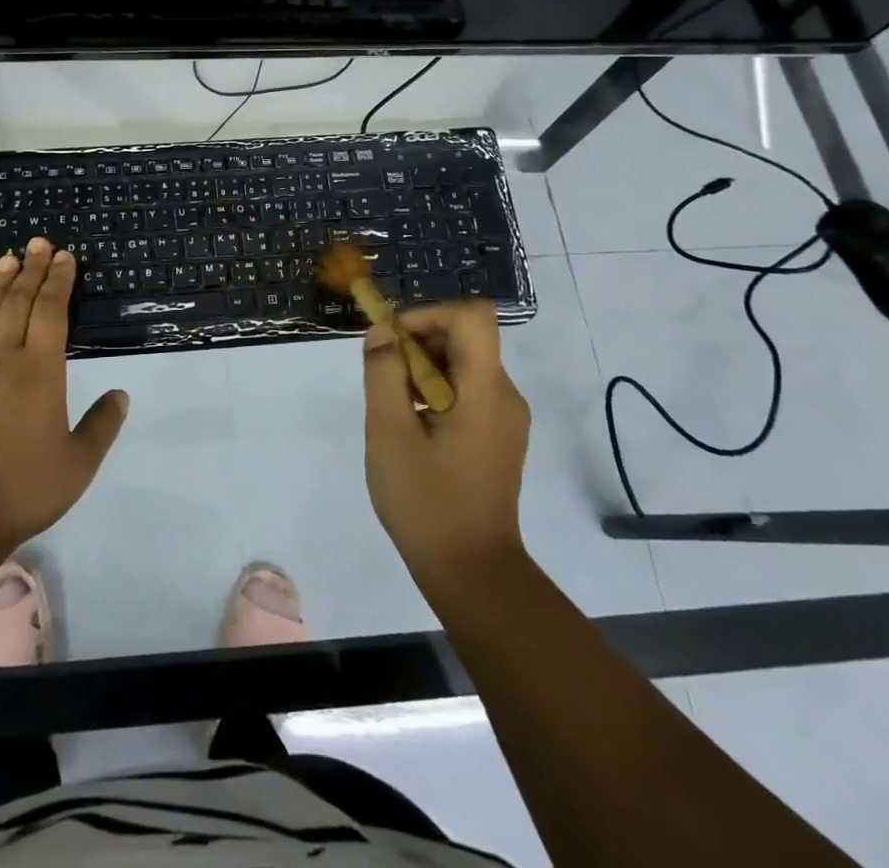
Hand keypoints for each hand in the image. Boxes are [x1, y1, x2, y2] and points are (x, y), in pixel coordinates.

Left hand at [0, 238, 128, 551]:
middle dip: (30, 271)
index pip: (51, 312)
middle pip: (18, 304)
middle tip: (37, 243)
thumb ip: (102, 425)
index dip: (58, 281)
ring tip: (5, 259)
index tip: (64, 256)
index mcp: (40, 371)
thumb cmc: (24, 487)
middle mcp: (2, 360)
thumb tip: (121, 394)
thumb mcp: (79, 463)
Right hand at [362, 301, 530, 597]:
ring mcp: (506, 418)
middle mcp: (505, 395)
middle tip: (383, 376)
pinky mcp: (499, 437)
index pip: (472, 316)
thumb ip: (383, 373)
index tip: (394, 340)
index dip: (429, 313)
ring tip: (393, 406)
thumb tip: (383, 331)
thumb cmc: (427, 501)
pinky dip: (436, 391)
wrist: (472, 573)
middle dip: (418, 343)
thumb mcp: (389, 433)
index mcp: (486, 389)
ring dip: (423, 368)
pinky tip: (412, 427)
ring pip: (463, 364)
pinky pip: (467, 391)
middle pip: (465, 338)